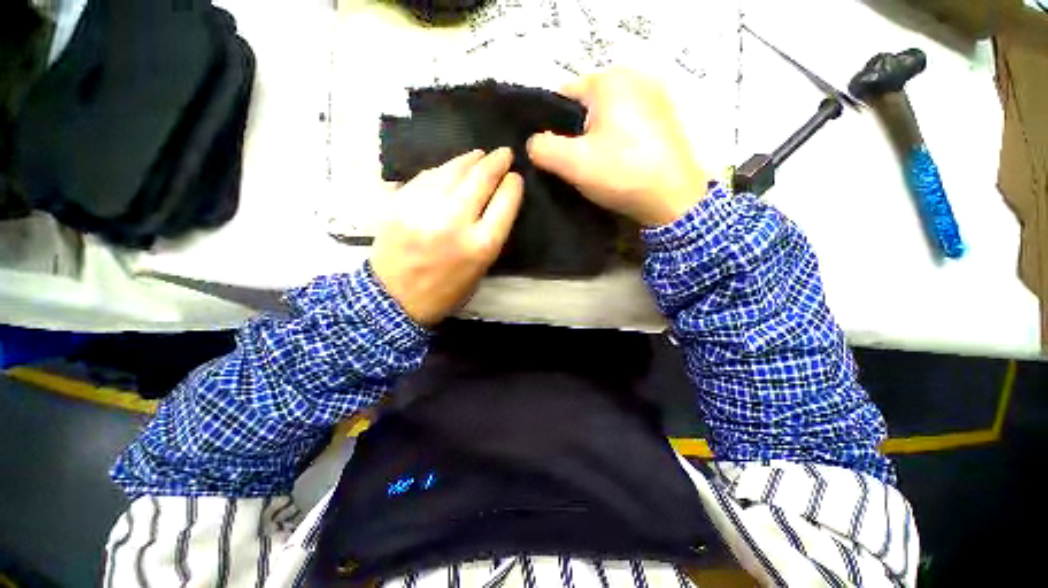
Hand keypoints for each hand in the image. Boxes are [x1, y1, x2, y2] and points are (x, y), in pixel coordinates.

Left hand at [369, 148, 522, 326]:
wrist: (394, 298)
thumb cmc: (446, 291)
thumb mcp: (481, 269)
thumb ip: (491, 234)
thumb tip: (497, 202)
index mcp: (481, 246)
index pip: (505, 202)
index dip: (513, 185)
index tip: (515, 177)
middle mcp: (456, 222)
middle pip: (482, 178)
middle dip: (497, 161)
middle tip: (503, 154)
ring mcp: (425, 208)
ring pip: (453, 170)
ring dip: (470, 159)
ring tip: (479, 155)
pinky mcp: (401, 202)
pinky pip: (428, 176)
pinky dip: (443, 169)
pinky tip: (451, 168)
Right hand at [527, 68, 707, 226]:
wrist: (674, 199)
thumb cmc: (622, 174)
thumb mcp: (573, 163)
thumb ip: (543, 148)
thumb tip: (534, 143)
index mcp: (609, 80)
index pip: (562, 95)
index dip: (550, 125)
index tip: (551, 154)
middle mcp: (634, 78)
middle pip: (585, 106)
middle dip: (574, 133)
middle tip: (573, 164)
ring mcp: (655, 97)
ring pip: (606, 117)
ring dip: (595, 139)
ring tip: (595, 166)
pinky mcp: (664, 118)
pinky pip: (626, 125)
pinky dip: (616, 141)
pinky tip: (617, 163)